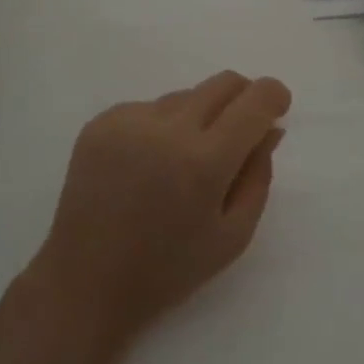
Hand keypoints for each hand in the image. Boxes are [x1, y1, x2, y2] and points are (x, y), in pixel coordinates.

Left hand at [28, 71, 291, 358]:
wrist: (86, 280)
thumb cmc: (169, 269)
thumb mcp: (233, 235)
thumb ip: (258, 175)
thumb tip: (270, 128)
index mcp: (204, 161)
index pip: (254, 101)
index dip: (274, 96)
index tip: (277, 107)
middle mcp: (166, 128)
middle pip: (222, 84)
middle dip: (242, 99)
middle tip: (239, 133)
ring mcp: (128, 120)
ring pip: (184, 96)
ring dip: (199, 117)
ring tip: (182, 164)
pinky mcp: (100, 123)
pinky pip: (148, 108)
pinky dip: (161, 126)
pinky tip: (147, 166)